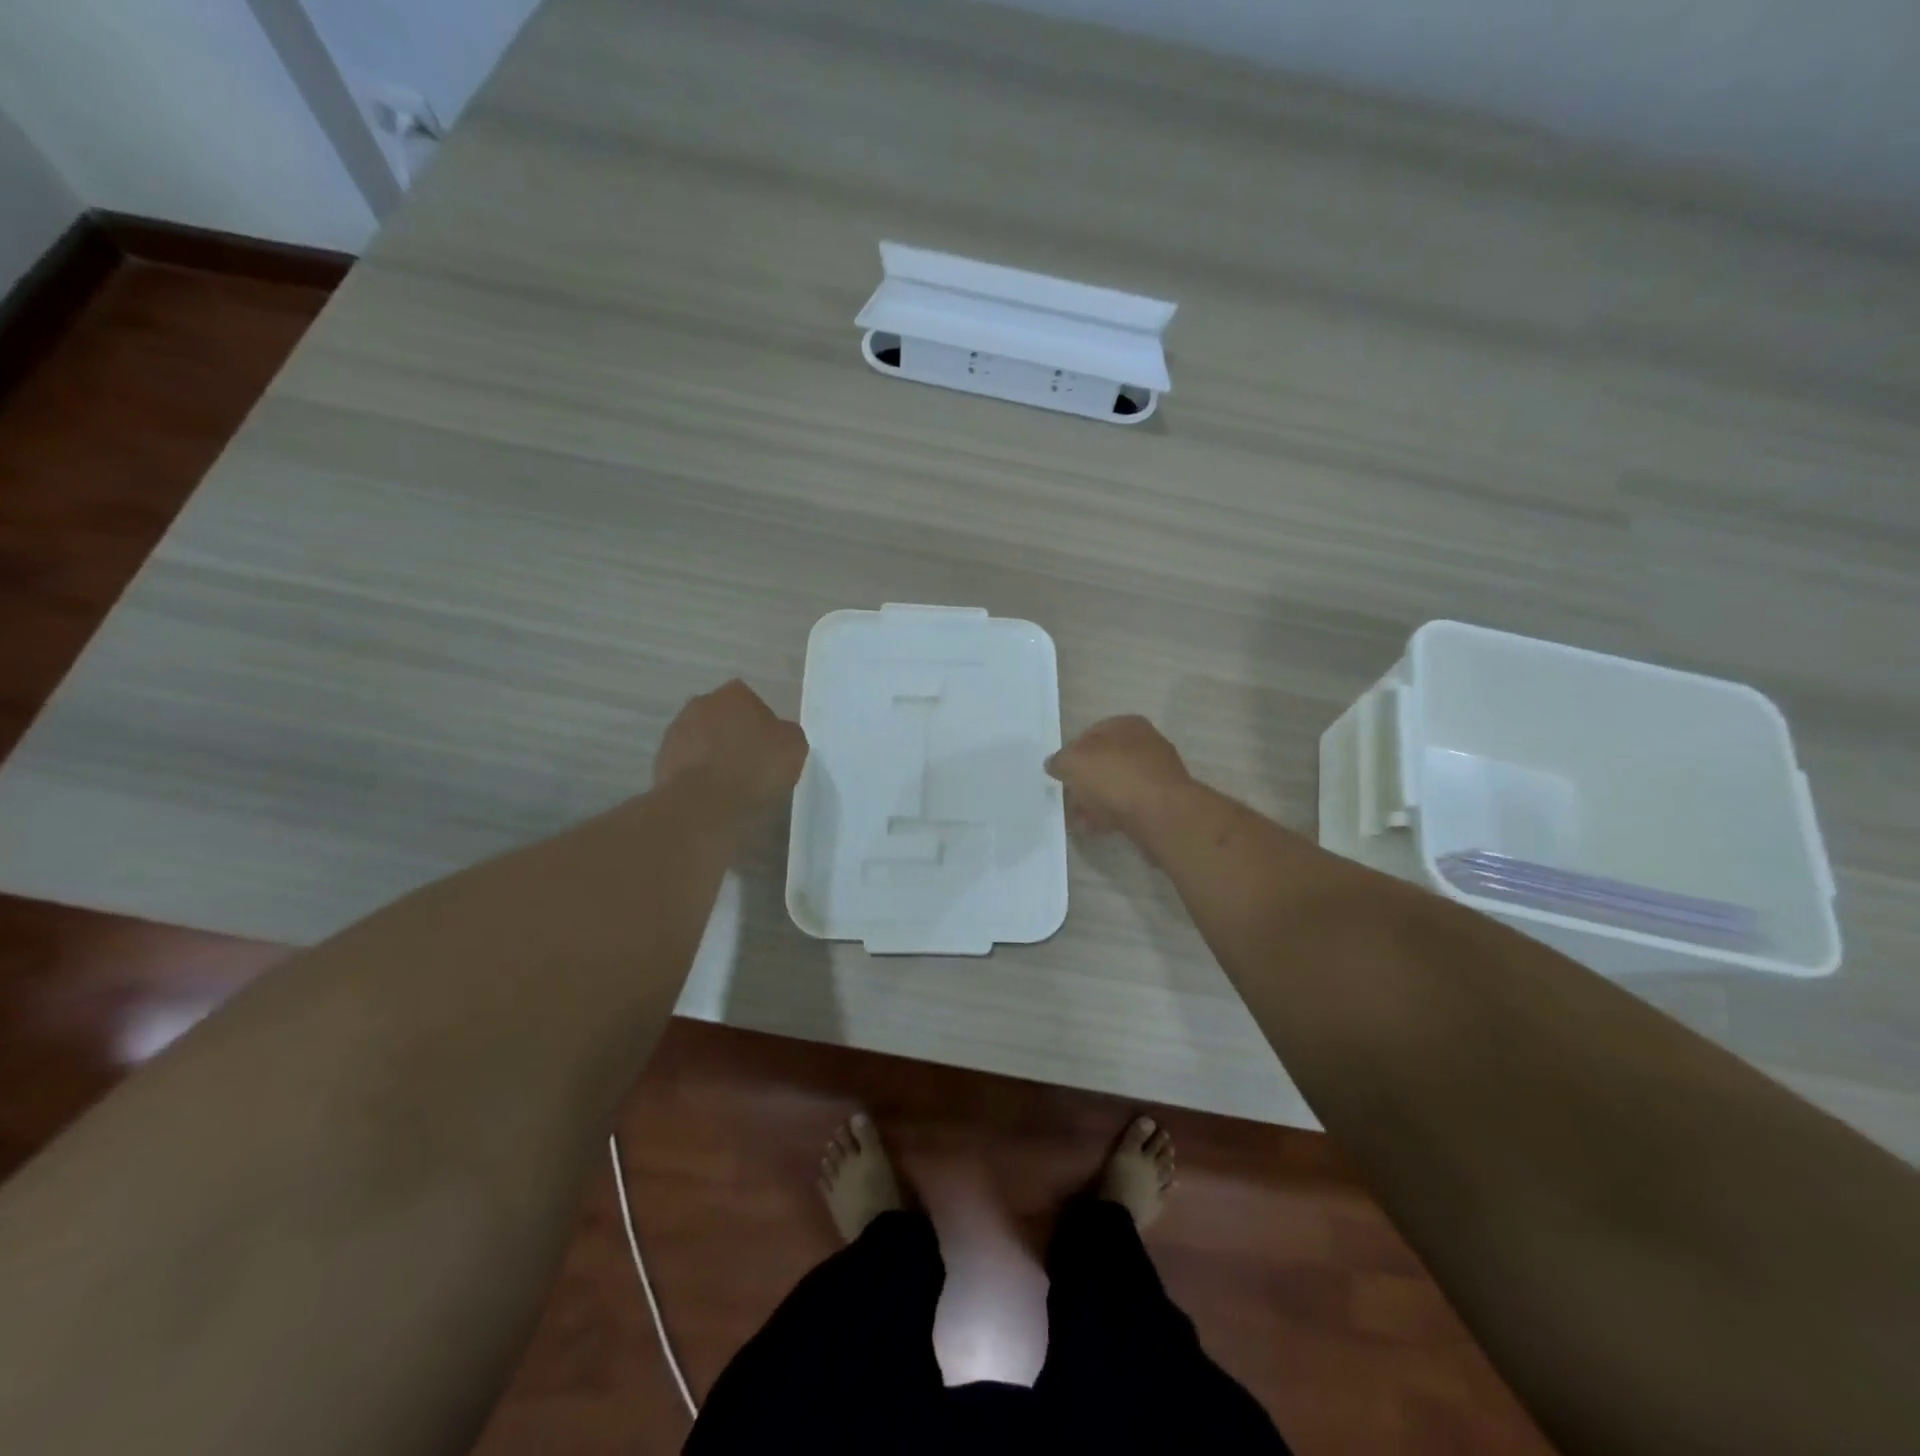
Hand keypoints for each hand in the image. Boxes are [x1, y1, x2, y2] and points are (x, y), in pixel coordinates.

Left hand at [654, 680, 807, 810]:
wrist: (703, 804)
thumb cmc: (754, 768)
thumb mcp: (794, 747)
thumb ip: (786, 732)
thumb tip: (778, 734)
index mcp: (734, 694)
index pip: (751, 700)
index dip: (761, 723)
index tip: (768, 746)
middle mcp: (701, 703)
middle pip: (722, 716)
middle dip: (733, 733)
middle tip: (750, 762)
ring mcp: (676, 731)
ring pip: (702, 738)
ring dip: (712, 752)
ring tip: (729, 782)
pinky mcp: (661, 760)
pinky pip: (687, 762)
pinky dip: (697, 773)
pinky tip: (711, 793)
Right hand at [1045, 715, 1193, 836]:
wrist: (1162, 814)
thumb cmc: (1115, 777)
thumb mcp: (1074, 762)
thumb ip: (1060, 760)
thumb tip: (1054, 764)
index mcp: (1127, 725)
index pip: (1091, 734)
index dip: (1072, 754)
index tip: (1061, 774)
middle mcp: (1146, 744)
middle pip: (1104, 762)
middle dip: (1084, 782)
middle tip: (1069, 799)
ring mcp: (1157, 774)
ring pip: (1116, 786)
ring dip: (1095, 802)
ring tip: (1079, 820)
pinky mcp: (1162, 803)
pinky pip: (1129, 806)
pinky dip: (1111, 815)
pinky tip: (1096, 829)